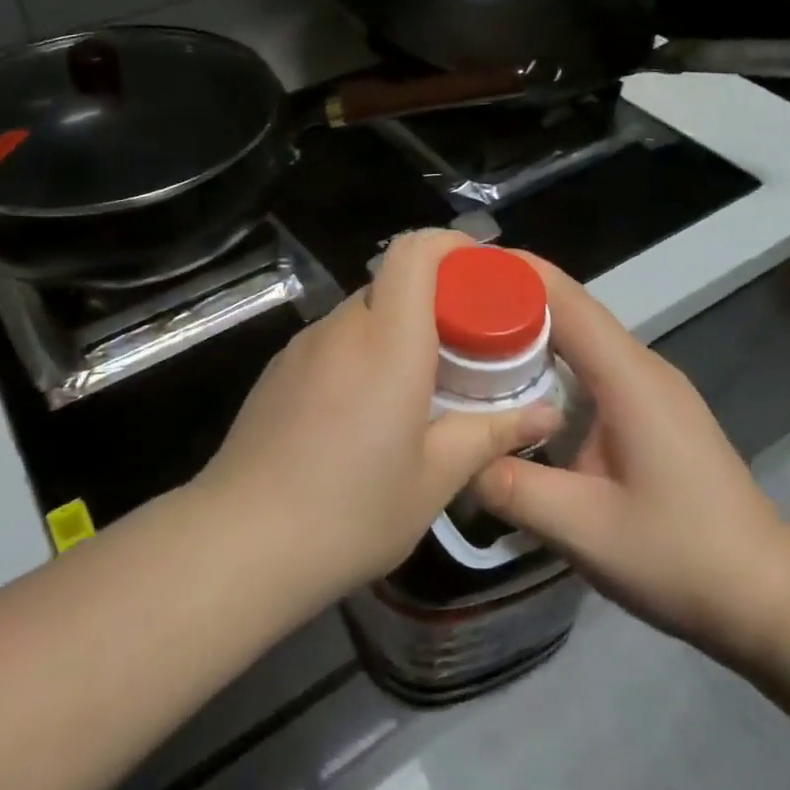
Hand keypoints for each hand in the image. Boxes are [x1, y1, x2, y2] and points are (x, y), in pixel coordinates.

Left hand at [194, 230, 560, 601]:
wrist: (241, 543)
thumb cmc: (351, 510)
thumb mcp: (435, 479)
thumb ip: (492, 434)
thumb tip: (547, 414)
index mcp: (388, 340)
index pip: (414, 252)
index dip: (450, 246)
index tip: (481, 272)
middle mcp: (341, 328)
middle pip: (391, 283)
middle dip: (432, 300)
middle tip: (464, 347)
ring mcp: (301, 347)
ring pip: (360, 314)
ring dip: (394, 331)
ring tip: (418, 386)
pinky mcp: (276, 372)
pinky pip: (331, 343)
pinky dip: (359, 354)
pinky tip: (364, 412)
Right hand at [472, 256, 789, 667]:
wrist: (766, 594)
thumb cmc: (680, 556)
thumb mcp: (583, 529)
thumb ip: (510, 486)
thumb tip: (452, 457)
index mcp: (628, 378)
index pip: (564, 299)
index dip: (511, 274)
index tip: (456, 265)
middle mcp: (641, 367)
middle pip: (569, 309)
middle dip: (507, 298)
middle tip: (444, 305)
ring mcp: (651, 387)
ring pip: (579, 336)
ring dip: (526, 328)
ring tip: (467, 335)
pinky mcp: (651, 409)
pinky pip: (590, 364)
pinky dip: (548, 359)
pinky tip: (515, 383)